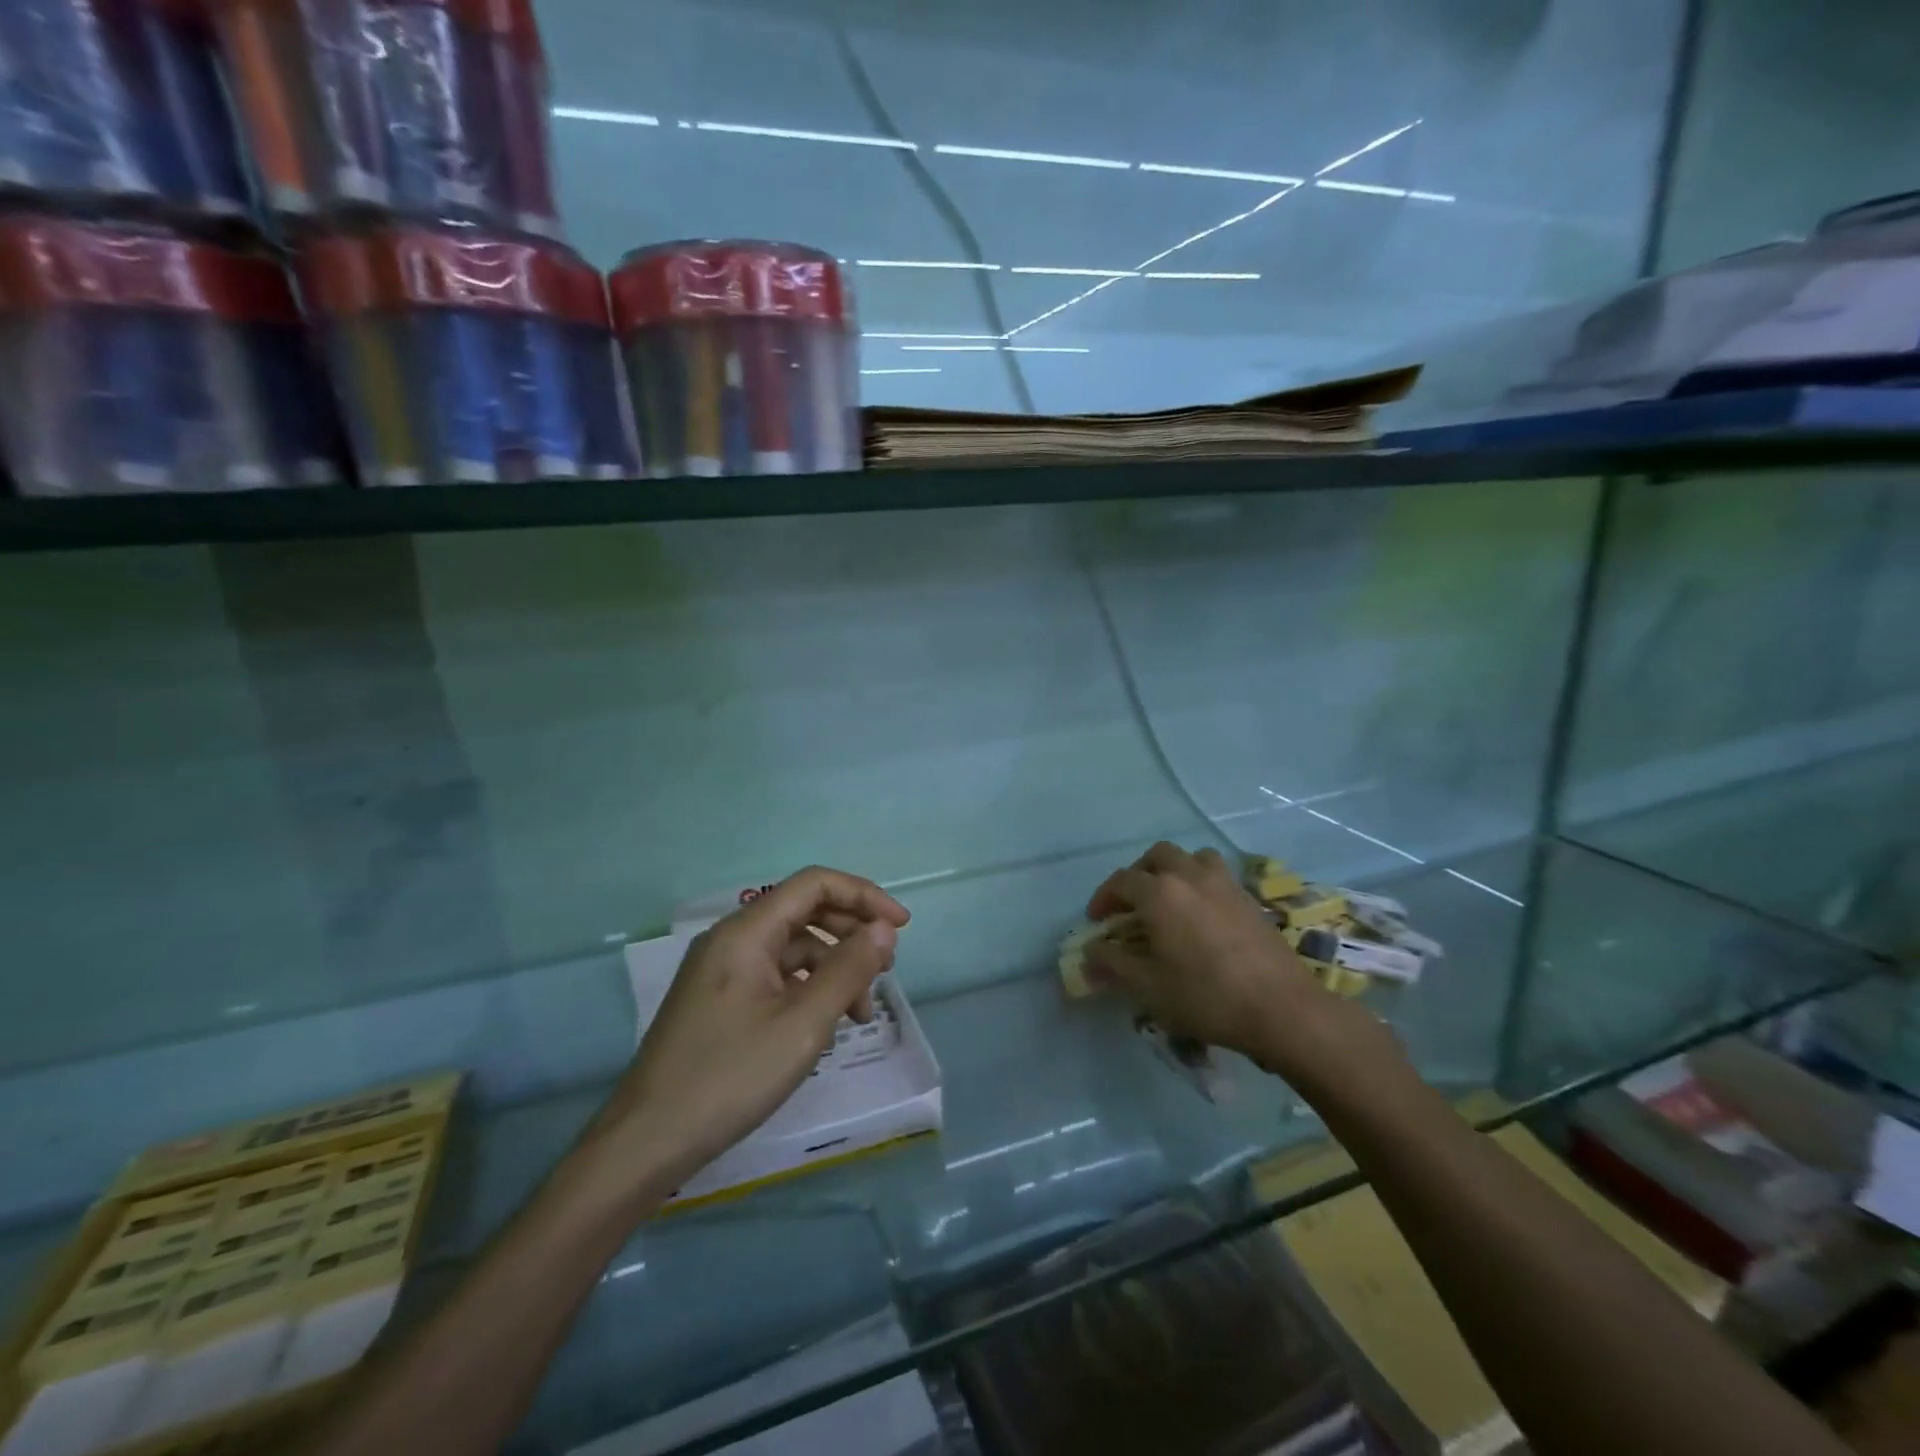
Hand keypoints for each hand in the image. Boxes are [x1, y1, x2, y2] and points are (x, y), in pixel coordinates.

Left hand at [579, 867, 910, 1203]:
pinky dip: (809, 989)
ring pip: (794, 948)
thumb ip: (848, 970)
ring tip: (861, 1013)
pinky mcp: (721, 999)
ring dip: (834, 968)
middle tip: (886, 969)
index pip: (815, 884)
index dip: (864, 896)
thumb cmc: (730, 1076)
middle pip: (805, 912)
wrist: (647, 1142)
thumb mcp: (803, 1024)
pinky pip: (776, 976)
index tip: (902, 927)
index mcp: (746, 931)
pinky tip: (826, 1025)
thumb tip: (884, 929)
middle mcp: (732, 939)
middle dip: (851, 933)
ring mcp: (723, 970)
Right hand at [1085, 843, 1398, 1089]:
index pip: (1121, 881)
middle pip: (1156, 856)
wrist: (1283, 1008)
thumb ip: (1113, 964)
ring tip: (1169, 899)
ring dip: (1173, 870)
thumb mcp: (1149, 987)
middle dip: (1137, 875)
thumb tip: (1089, 953)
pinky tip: (1203, 914)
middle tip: (1132, 905)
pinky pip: (1217, 874)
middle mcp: (1189, 876)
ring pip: (1191, 857)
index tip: (1097, 921)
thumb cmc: (1206, 997)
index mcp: (1159, 893)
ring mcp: (1224, 883)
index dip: (1103, 898)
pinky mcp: (1249, 897)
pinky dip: (1201, 881)